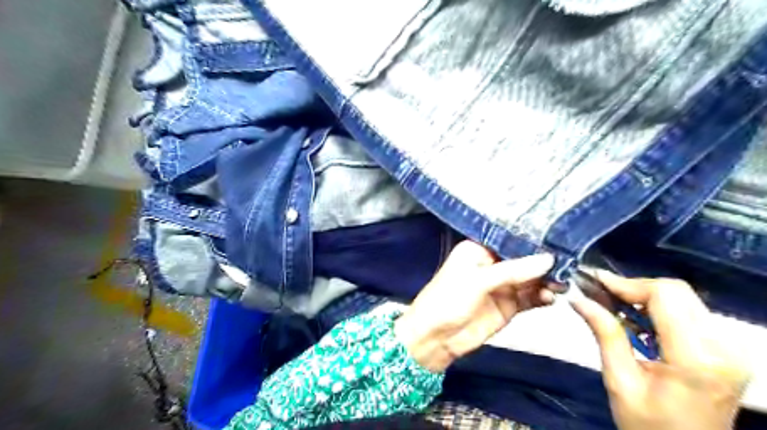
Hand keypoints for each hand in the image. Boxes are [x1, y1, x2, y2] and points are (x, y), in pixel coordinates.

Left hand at [393, 242, 555, 371]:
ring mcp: (502, 286)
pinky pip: (530, 298)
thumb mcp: (478, 281)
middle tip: (568, 263)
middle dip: (543, 262)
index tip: (558, 238)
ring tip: (562, 283)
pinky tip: (551, 297)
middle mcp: (492, 264)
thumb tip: (548, 259)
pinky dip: (542, 297)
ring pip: (530, 279)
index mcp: (478, 249)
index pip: (509, 240)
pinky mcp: (508, 306)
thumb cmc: (449, 299)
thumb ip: (513, 270)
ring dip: (546, 280)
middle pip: (524, 259)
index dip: (531, 240)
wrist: (436, 338)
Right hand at [571, 272, 752, 429]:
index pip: (665, 296)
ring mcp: (730, 349)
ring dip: (645, 297)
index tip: (595, 282)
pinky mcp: (726, 350)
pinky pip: (689, 312)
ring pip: (683, 298)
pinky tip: (637, 321)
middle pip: (676, 291)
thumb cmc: (649, 426)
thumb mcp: (619, 381)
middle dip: (634, 287)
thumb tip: (578, 299)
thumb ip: (605, 334)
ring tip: (615, 307)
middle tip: (602, 294)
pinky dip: (658, 309)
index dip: (627, 284)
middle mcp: (723, 348)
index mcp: (696, 359)